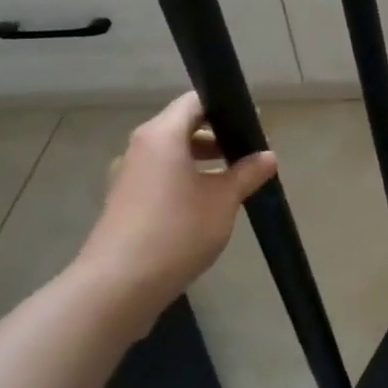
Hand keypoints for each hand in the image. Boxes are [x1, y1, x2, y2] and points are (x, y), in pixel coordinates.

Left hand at [68, 92, 277, 326]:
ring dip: (201, 161)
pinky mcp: (123, 202)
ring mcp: (127, 176)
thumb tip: (268, 156)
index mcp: (161, 135)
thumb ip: (247, 173)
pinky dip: (184, 180)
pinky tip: (205, 205)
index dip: (225, 106)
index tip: (252, 123)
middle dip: (217, 137)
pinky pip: (160, 177)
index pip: (195, 102)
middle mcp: (139, 148)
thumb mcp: (224, 200)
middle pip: (182, 127)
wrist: (119, 285)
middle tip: (249, 153)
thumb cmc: (177, 231)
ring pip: (171, 154)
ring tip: (233, 181)